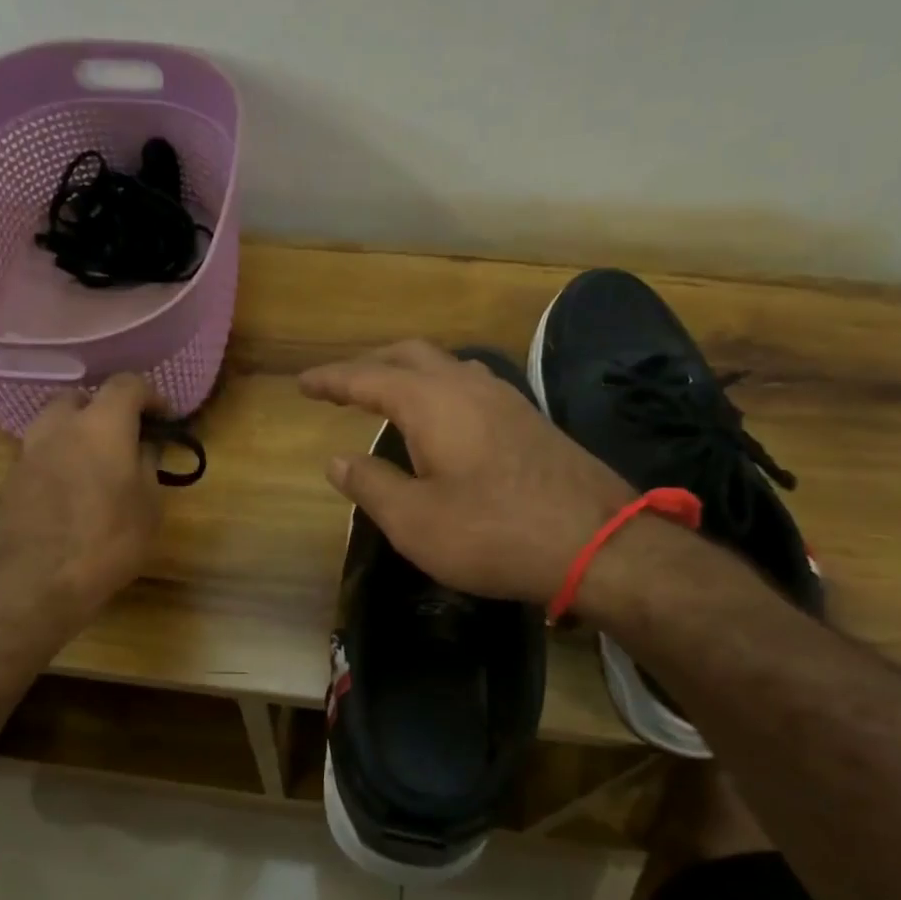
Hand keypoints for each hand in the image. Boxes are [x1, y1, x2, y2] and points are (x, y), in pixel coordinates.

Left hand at [0, 374, 163, 645]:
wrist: (25, 583)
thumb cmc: (104, 541)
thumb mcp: (148, 509)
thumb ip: (148, 468)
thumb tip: (144, 448)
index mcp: (101, 424)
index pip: (127, 384)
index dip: (150, 396)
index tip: (164, 419)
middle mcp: (59, 426)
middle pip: (82, 399)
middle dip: (106, 412)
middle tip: (126, 442)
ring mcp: (27, 452)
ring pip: (55, 427)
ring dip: (78, 437)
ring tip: (99, 471)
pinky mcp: (7, 481)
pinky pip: (41, 458)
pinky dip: (59, 464)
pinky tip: (73, 497)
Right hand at [300, 341, 636, 603]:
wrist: (597, 544)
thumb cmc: (493, 533)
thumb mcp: (414, 520)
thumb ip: (370, 485)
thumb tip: (337, 460)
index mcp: (432, 402)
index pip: (368, 377)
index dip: (331, 379)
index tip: (303, 383)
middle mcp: (469, 386)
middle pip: (411, 354)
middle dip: (370, 364)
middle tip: (341, 385)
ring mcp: (506, 399)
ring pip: (446, 366)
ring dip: (409, 373)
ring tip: (387, 397)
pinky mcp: (530, 420)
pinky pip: (471, 386)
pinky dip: (439, 390)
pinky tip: (442, 419)